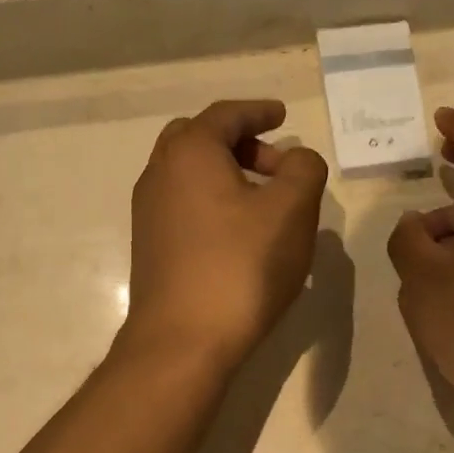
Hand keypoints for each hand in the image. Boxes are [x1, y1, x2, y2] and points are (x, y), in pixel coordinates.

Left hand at [121, 100, 328, 371]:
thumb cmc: (241, 267)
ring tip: (265, 202)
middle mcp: (159, 174)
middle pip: (199, 139)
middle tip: (276, 164)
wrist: (183, 341)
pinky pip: (184, 206)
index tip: (283, 116)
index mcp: (190, 152)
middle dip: (240, 143)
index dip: (260, 111)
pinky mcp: (151, 248)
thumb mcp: (292, 210)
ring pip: (190, 175)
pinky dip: (213, 202)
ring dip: (227, 175)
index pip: (227, 114)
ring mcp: (149, 213)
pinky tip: (241, 234)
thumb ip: (304, 169)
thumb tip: (297, 160)